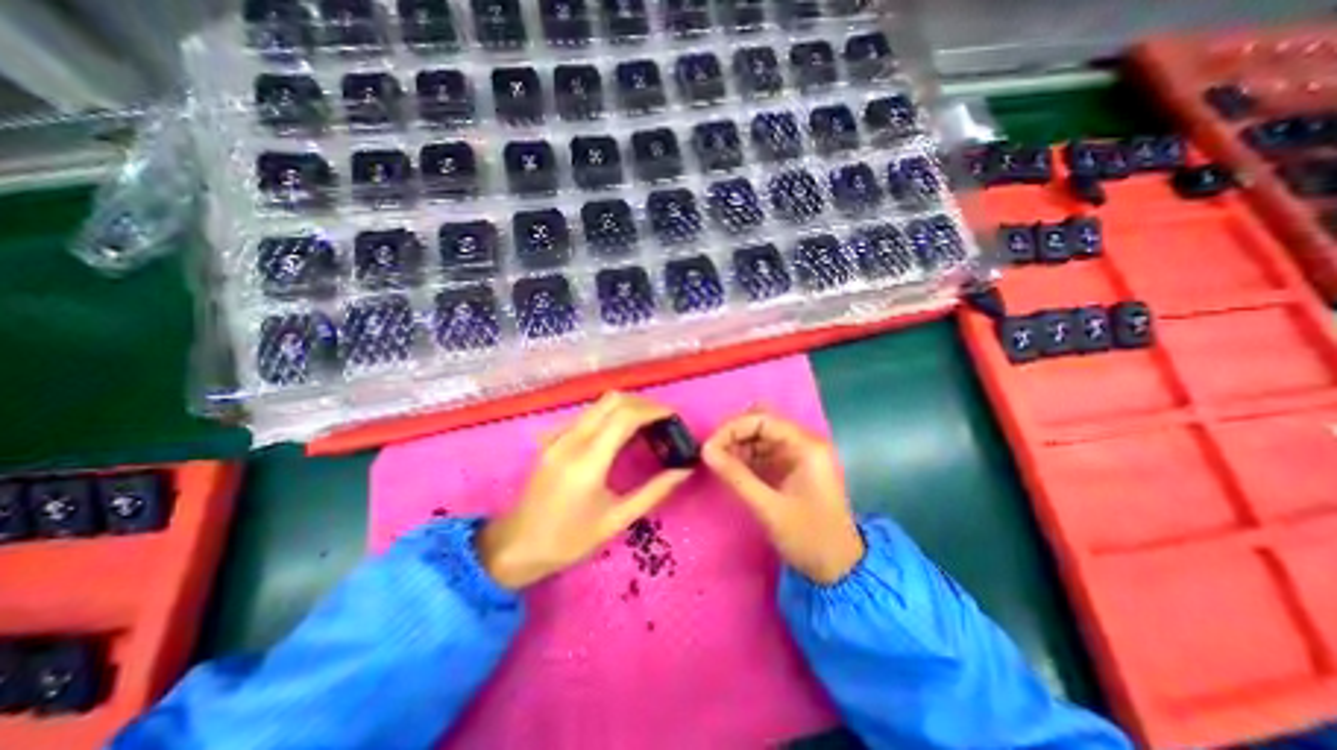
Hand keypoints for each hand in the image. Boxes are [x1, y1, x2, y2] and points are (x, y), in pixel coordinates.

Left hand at [476, 393, 688, 592]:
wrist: (516, 546)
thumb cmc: (568, 540)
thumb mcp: (616, 521)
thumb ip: (653, 492)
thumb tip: (683, 471)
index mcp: (588, 461)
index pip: (625, 416)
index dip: (654, 410)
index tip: (674, 418)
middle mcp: (572, 439)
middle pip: (613, 400)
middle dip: (643, 403)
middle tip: (664, 420)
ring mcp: (559, 436)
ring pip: (599, 404)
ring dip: (627, 407)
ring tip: (647, 426)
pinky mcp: (553, 439)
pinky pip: (587, 415)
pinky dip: (610, 415)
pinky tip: (619, 435)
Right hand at [701, 410, 867, 584]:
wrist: (839, 568)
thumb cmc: (808, 538)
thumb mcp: (768, 508)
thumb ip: (736, 476)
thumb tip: (706, 450)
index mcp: (807, 446)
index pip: (763, 419)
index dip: (733, 428)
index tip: (709, 446)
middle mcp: (804, 442)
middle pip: (762, 422)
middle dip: (734, 433)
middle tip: (712, 453)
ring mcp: (799, 453)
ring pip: (761, 434)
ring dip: (738, 444)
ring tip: (718, 462)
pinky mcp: (792, 465)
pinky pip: (764, 450)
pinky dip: (746, 455)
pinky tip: (731, 468)